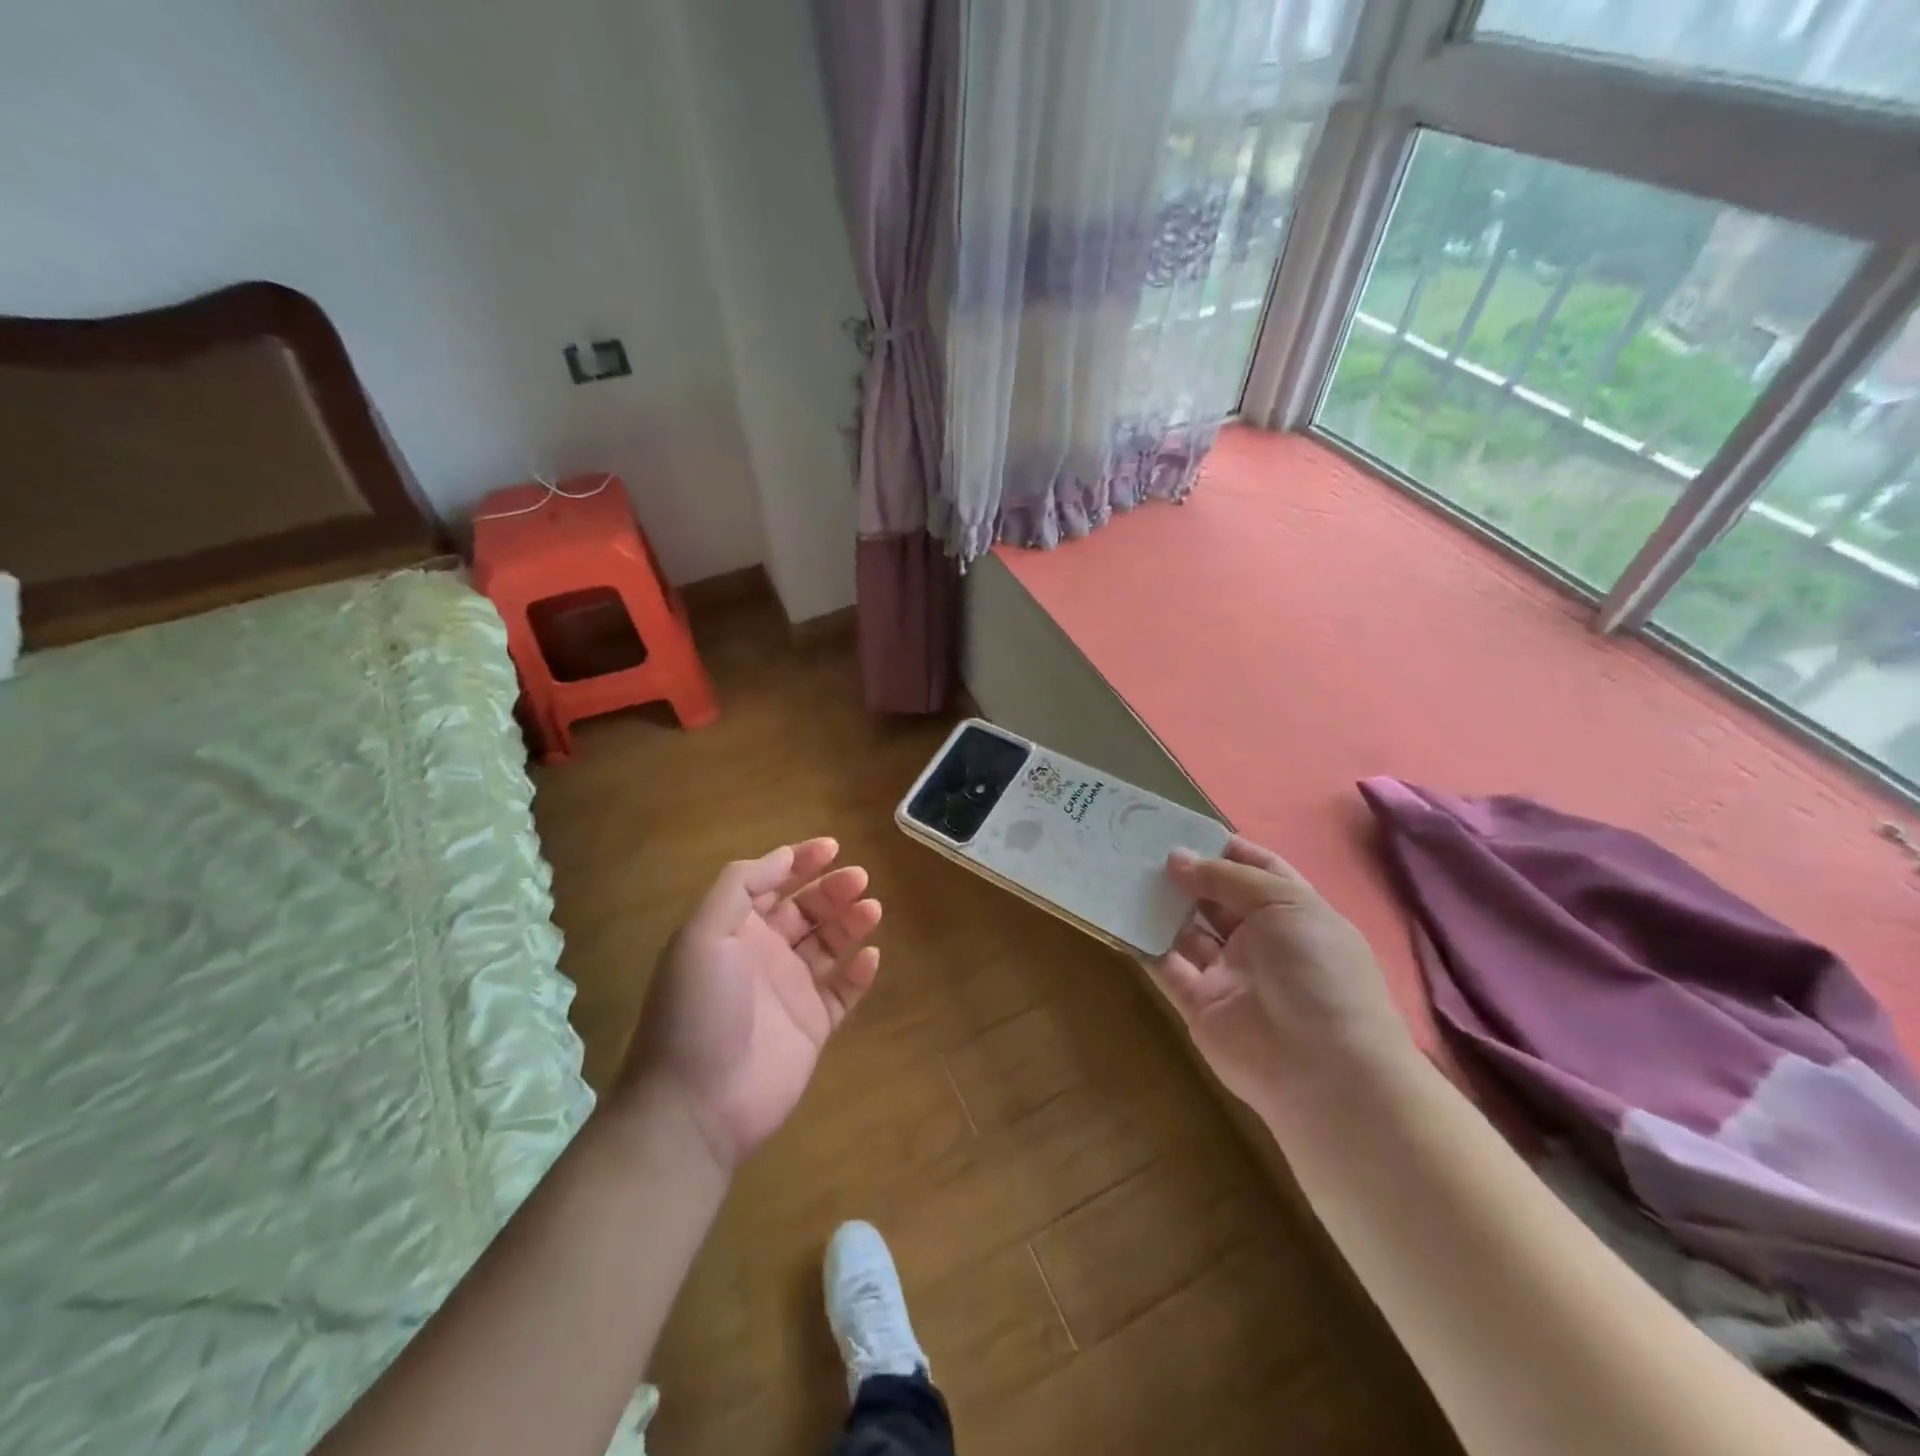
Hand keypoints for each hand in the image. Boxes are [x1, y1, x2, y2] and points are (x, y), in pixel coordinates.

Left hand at [617, 838, 881, 1168]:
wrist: (696, 1105)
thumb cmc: (698, 1009)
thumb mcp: (703, 934)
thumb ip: (739, 887)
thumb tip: (782, 856)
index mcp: (733, 932)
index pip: (770, 884)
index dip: (799, 862)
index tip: (833, 847)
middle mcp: (762, 956)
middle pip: (804, 911)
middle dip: (831, 890)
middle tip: (860, 878)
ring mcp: (789, 993)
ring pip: (827, 947)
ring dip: (849, 923)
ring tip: (872, 908)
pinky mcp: (812, 1028)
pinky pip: (842, 993)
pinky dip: (858, 973)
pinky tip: (870, 956)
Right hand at [1146, 836, 1413, 1110]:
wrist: (1322, 1069)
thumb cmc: (1315, 971)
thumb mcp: (1284, 904)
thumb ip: (1227, 878)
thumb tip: (1177, 858)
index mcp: (1292, 913)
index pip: (1258, 870)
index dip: (1225, 849)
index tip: (1183, 828)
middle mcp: (1260, 940)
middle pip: (1217, 898)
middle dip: (1185, 873)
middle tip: (1139, 846)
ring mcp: (1228, 973)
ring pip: (1187, 930)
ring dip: (1160, 904)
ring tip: (1121, 871)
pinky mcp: (1198, 1003)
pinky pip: (1166, 966)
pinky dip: (1143, 943)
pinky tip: (1119, 915)